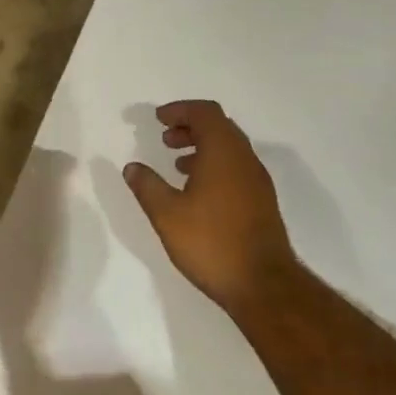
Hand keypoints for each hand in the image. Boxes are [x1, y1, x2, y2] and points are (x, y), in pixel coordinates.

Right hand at [123, 100, 299, 317]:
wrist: (263, 284)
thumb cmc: (211, 243)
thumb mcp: (167, 214)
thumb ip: (147, 186)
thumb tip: (132, 167)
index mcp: (223, 152)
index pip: (205, 113)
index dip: (180, 110)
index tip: (158, 119)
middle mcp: (245, 159)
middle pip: (219, 126)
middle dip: (190, 126)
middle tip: (165, 139)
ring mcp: (257, 181)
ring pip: (229, 148)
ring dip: (203, 147)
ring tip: (177, 164)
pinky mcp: (262, 201)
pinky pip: (236, 168)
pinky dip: (215, 165)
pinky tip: (197, 191)